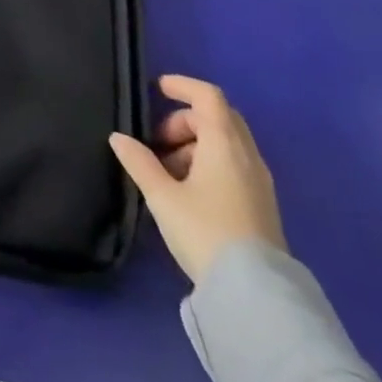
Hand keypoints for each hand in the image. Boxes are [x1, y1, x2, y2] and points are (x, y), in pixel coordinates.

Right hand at [109, 74, 285, 283]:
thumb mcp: (162, 196)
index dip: (182, 86)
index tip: (157, 89)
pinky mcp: (263, 205)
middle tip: (159, 141)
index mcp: (224, 143)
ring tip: (168, 172)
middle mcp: (247, 155)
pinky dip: (211, 163)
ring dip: (196, 144)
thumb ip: (139, 162)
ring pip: (227, 143)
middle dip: (185, 120)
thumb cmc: (205, 231)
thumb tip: (118, 138)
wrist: (256, 296)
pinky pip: (235, 165)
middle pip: (218, 117)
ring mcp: (260, 181)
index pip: (207, 96)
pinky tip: (190, 191)